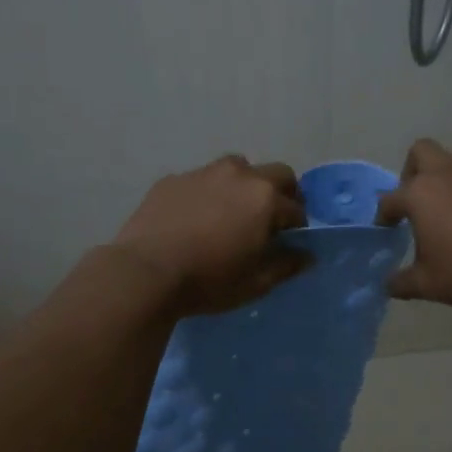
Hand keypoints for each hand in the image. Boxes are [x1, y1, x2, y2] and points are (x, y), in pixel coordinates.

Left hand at [113, 156, 309, 314]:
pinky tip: (196, 218)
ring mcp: (204, 172)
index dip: (298, 226)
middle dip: (282, 193)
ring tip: (232, 212)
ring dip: (245, 185)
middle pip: (276, 174)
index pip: (296, 208)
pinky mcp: (173, 179)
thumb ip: (286, 265)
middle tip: (270, 220)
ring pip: (237, 168)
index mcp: (265, 198)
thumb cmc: (209, 280)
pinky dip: (209, 193)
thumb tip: (307, 256)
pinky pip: (202, 180)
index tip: (290, 242)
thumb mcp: (255, 283)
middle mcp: (240, 175)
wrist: (145, 271)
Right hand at [377, 139, 451, 308]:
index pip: (390, 199)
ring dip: (449, 171)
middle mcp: (447, 174)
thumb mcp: (429, 285)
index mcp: (420, 195)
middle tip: (418, 198)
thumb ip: (402, 282)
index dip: (384, 214)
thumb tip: (388, 284)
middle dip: (413, 170)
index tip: (387, 226)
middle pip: (421, 151)